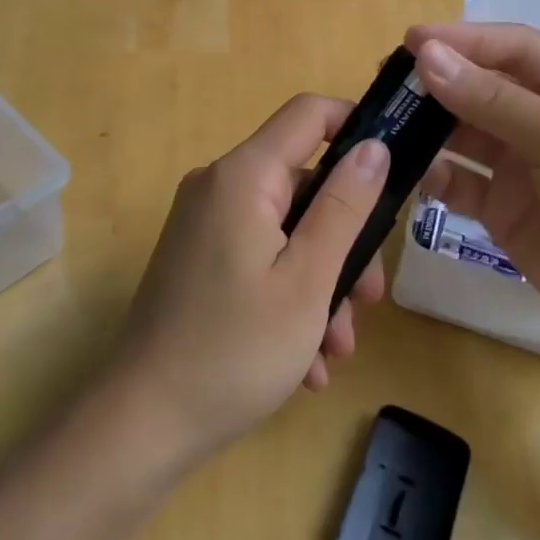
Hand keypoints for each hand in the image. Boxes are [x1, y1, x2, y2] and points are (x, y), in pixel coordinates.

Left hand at [110, 94, 390, 463]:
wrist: (143, 425)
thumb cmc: (235, 351)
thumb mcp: (307, 280)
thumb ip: (344, 206)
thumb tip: (374, 146)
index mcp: (242, 177)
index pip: (308, 114)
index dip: (357, 127)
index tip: (396, 171)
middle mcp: (218, 187)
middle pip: (303, 185)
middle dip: (343, 241)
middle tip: (367, 302)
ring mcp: (204, 225)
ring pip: (286, 231)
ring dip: (320, 283)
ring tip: (334, 349)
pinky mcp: (198, 259)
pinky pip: (258, 257)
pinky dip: (287, 296)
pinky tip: (304, 362)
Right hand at [406, 22, 539, 373]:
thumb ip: (494, 100)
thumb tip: (427, 55)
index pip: (511, 47)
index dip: (461, 39)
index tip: (408, 41)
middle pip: (480, 88)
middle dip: (435, 84)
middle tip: (382, 84)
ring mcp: (523, 167)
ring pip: (463, 134)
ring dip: (427, 128)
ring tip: (382, 125)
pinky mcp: (505, 211)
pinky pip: (460, 182)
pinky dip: (434, 175)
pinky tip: (409, 174)